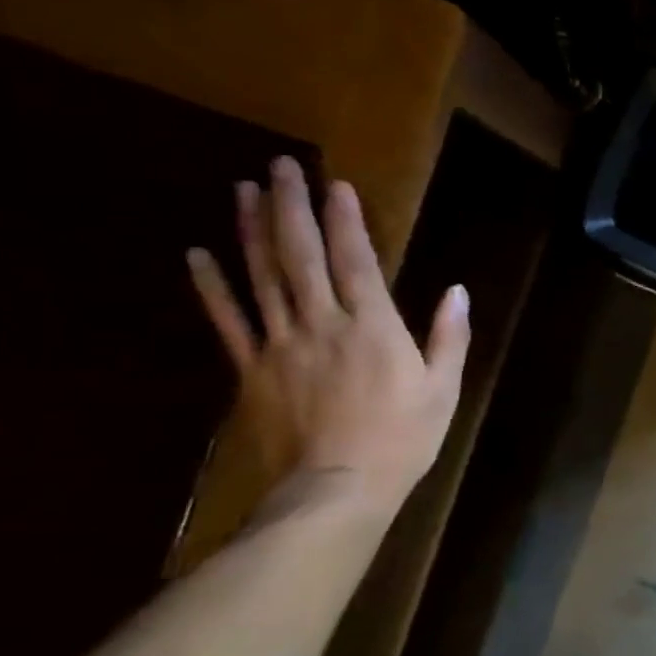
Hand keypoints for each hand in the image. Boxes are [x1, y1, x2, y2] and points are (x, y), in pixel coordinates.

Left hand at [186, 157, 468, 513]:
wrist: (337, 489)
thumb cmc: (403, 439)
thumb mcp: (443, 389)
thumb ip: (448, 337)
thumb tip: (457, 291)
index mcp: (374, 327)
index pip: (357, 260)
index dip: (345, 220)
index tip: (336, 184)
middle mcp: (322, 324)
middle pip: (301, 256)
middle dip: (291, 207)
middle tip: (280, 166)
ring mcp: (280, 344)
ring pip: (261, 277)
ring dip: (250, 230)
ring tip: (242, 189)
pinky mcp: (251, 370)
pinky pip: (228, 321)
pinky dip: (212, 286)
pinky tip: (198, 254)